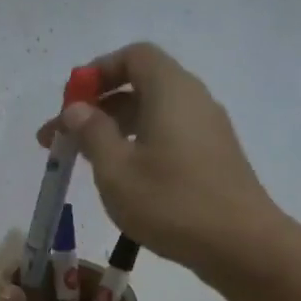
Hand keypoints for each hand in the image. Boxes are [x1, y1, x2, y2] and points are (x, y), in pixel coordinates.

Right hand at [38, 42, 289, 280]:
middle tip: (59, 139)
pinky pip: (167, 134)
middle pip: (140, 84)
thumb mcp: (116, 169)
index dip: (97, 72)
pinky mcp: (212, 156)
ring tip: (83, 161)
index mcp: (170, 90)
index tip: (69, 102)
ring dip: (113, 129)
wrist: (241, 244)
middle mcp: (192, 99)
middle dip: (96, 107)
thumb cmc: (171, 202)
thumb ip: (92, 133)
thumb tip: (77, 109)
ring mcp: (207, 128)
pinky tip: (120, 177)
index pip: (133, 56)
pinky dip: (137, 144)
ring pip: (152, 113)